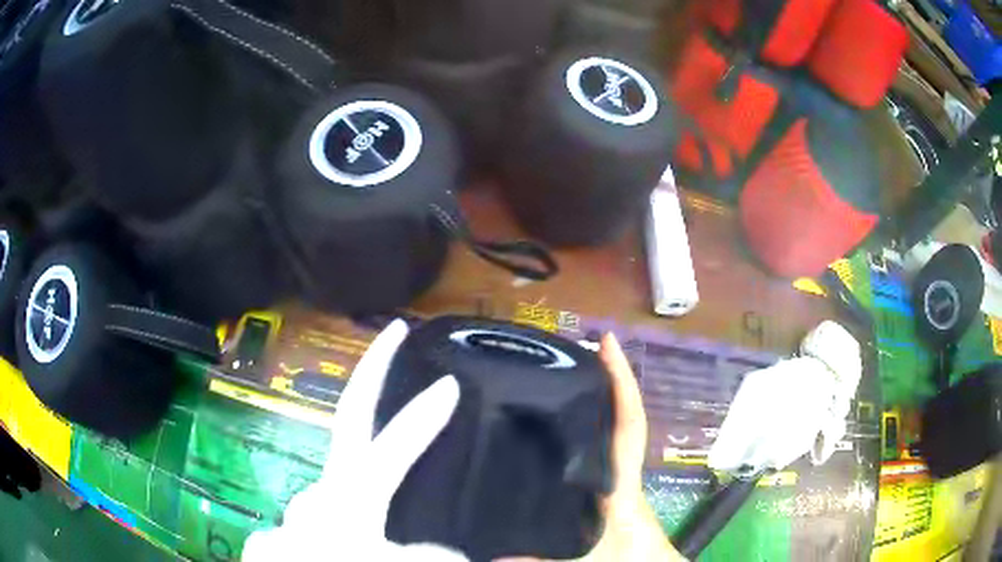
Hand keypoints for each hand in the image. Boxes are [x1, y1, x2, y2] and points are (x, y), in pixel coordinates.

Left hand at [242, 320, 467, 561]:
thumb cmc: (331, 558)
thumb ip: (422, 555)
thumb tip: (458, 552)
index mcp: (346, 503)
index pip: (386, 450)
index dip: (420, 419)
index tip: (450, 384)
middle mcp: (321, 492)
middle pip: (348, 417)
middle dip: (372, 369)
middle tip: (394, 331)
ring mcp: (305, 502)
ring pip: (342, 474)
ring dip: (366, 461)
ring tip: (386, 485)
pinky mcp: (296, 518)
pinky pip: (327, 504)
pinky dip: (346, 507)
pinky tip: (351, 534)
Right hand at [500, 333, 684, 561]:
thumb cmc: (628, 559)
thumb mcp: (581, 559)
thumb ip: (536, 560)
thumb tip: (487, 554)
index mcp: (620, 481)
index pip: (628, 423)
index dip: (621, 382)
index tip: (607, 343)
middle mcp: (619, 472)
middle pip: (615, 418)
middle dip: (598, 383)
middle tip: (561, 355)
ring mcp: (615, 481)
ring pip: (604, 435)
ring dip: (588, 406)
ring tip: (548, 383)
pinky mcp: (608, 494)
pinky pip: (595, 455)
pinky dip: (580, 435)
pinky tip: (551, 436)